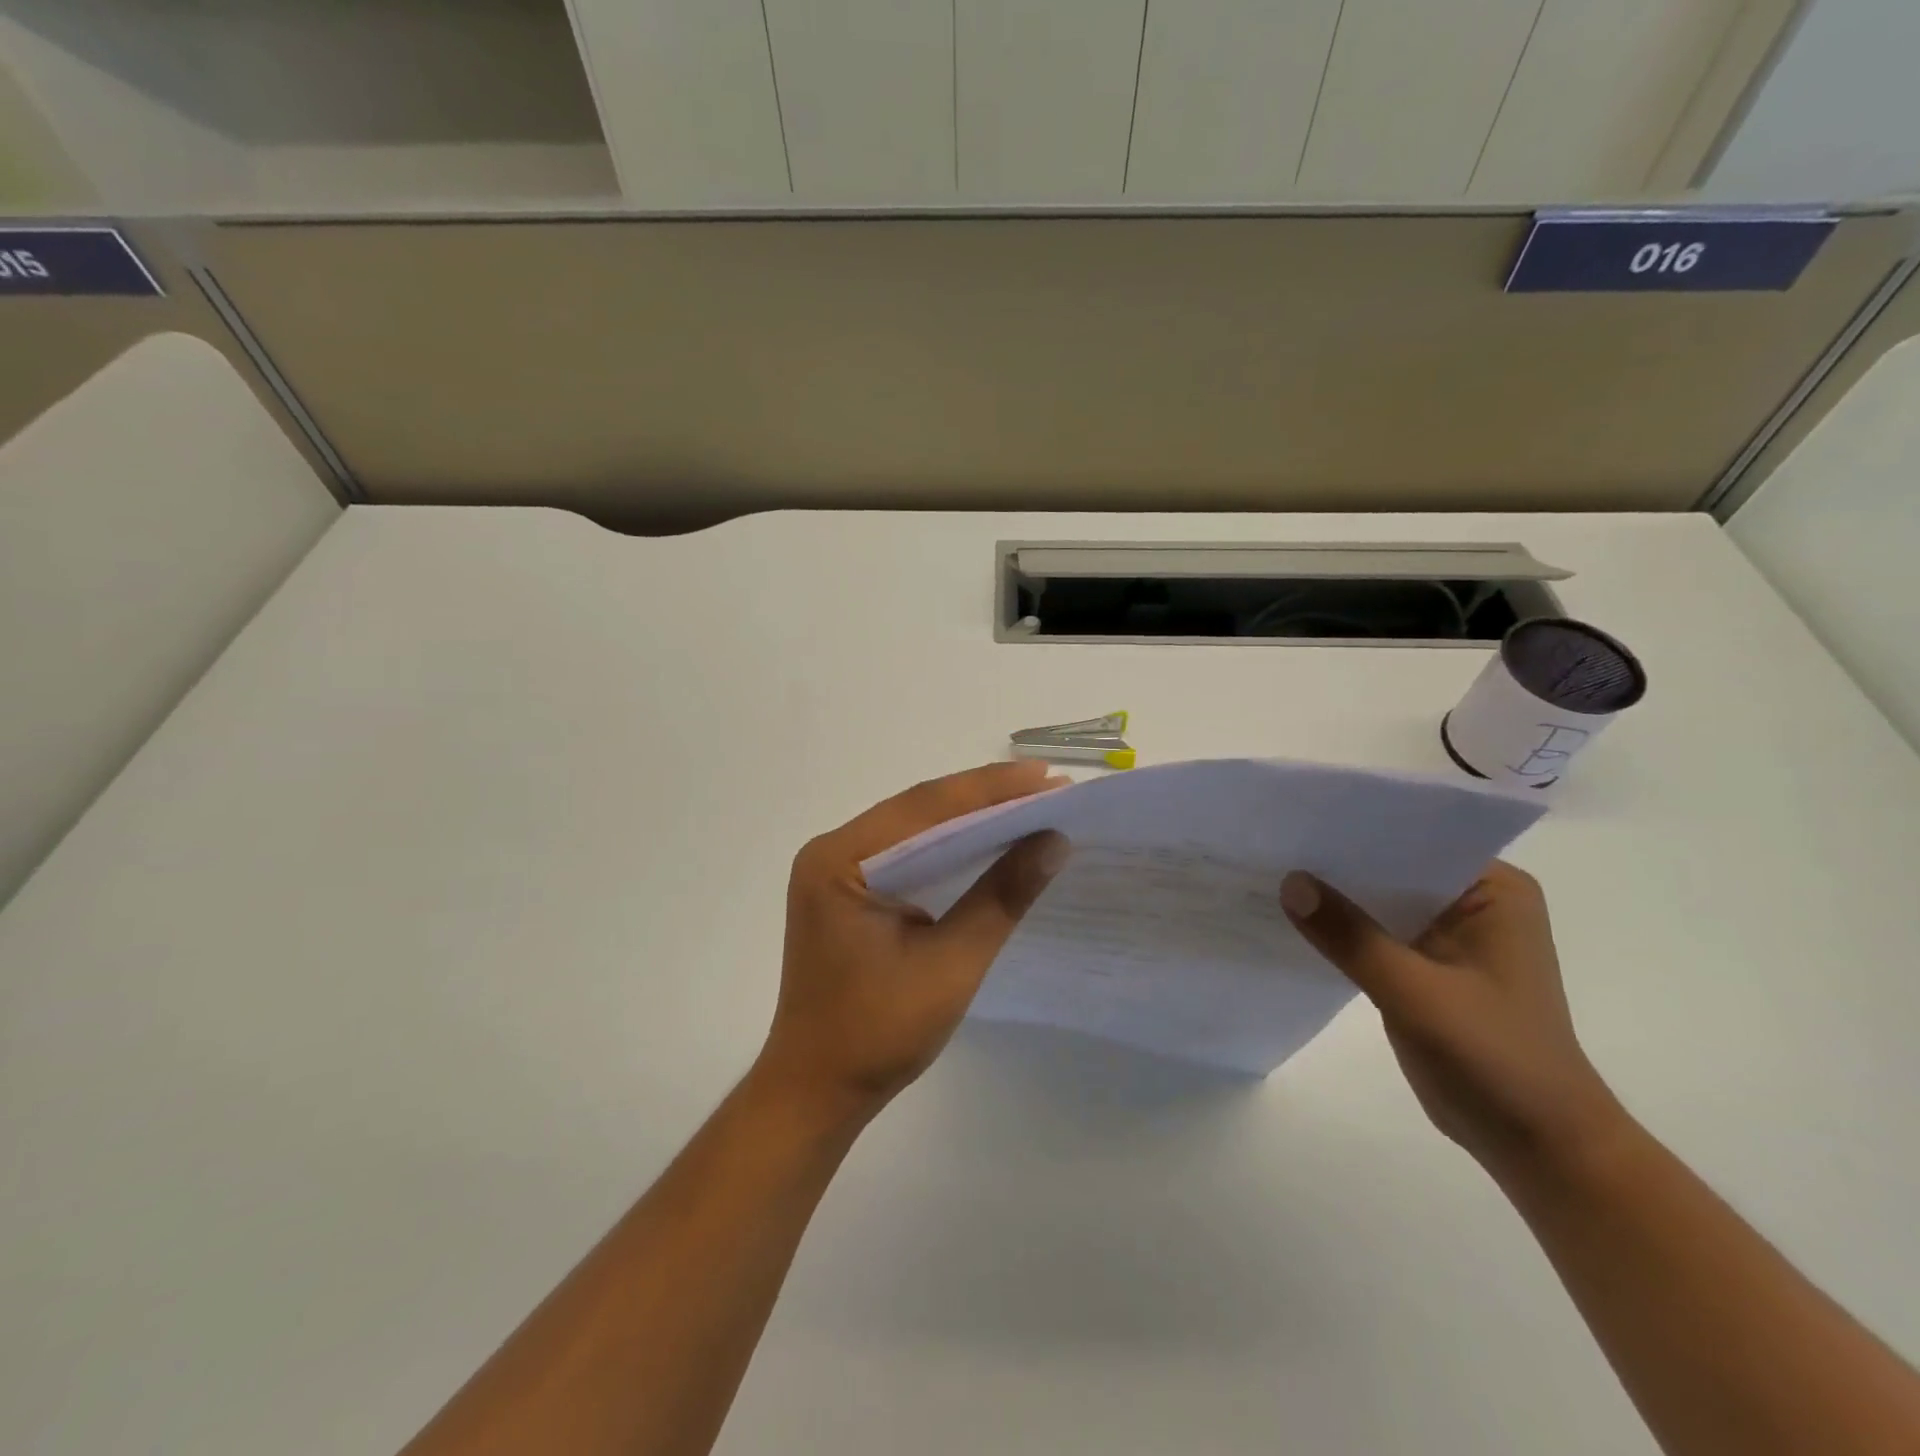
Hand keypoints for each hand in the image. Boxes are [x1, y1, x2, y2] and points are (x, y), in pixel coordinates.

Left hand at [757, 761, 1070, 1127]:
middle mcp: (831, 852)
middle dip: (984, 798)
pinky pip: (905, 853)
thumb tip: (1054, 840)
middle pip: (918, 810)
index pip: (924, 808)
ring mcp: (835, 871)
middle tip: (1048, 787)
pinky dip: (948, 846)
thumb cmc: (878, 1033)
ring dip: (969, 818)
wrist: (817, 1091)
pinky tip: (987, 842)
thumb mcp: (950, 964)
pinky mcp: (848, 892)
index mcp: (840, 860)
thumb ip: (1000, 898)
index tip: (1047, 777)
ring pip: (913, 828)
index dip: (990, 790)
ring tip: (1030, 805)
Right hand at [1281, 862, 1625, 1181]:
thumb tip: (1288, 882)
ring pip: (1376, 901)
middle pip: (1390, 867)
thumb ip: (1351, 937)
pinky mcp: (1424, 965)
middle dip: (1336, 863)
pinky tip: (1292, 920)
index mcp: (1492, 889)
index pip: (1413, 838)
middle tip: (1271, 844)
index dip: (1355, 829)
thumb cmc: (1496, 1059)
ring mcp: (1446, 934)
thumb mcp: (1416, 993)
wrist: (1538, 1146)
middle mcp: (1471, 900)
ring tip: (1270, 872)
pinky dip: (1339, 930)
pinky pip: (1372, 932)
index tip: (1297, 820)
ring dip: (1334, 897)